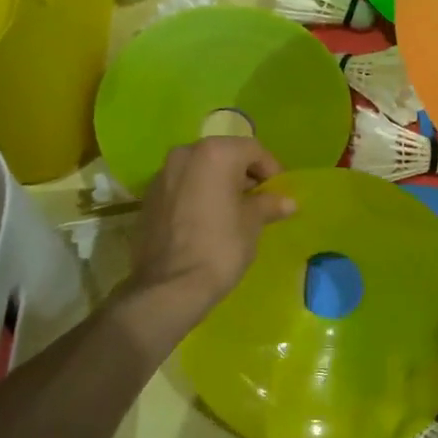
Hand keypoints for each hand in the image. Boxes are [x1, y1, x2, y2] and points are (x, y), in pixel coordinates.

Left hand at [126, 137, 295, 320]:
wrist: (169, 287)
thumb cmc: (220, 246)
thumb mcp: (252, 223)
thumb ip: (269, 204)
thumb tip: (288, 202)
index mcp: (215, 153)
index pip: (253, 149)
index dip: (271, 169)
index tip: (279, 192)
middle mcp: (186, 153)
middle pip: (225, 155)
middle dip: (244, 174)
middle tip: (260, 200)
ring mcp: (163, 174)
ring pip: (202, 169)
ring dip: (220, 183)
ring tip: (234, 210)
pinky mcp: (150, 196)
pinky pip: (183, 185)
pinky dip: (199, 193)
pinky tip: (208, 219)